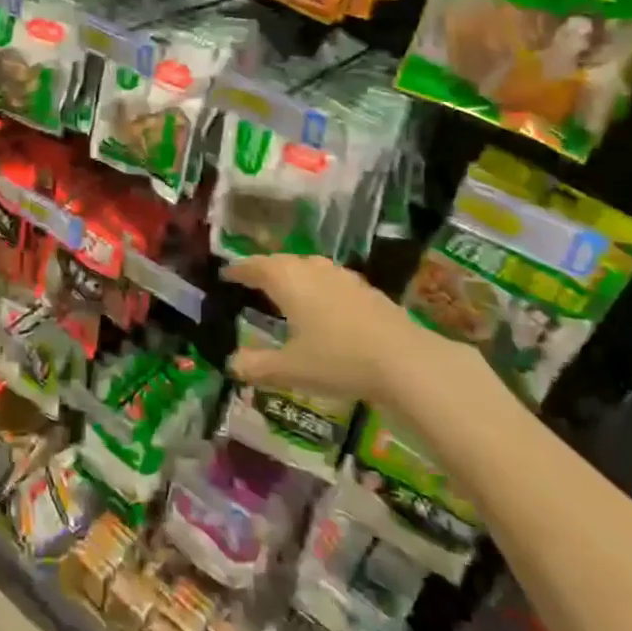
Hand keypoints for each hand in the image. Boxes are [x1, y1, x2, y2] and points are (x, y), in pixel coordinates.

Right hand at [224, 254, 473, 409]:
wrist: (405, 361)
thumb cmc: (338, 359)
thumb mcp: (291, 369)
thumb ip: (258, 366)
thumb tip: (232, 365)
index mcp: (287, 280)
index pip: (255, 267)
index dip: (238, 270)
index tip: (226, 274)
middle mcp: (312, 269)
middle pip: (282, 262)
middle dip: (265, 269)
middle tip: (253, 281)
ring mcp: (343, 277)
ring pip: (309, 267)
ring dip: (294, 275)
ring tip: (286, 290)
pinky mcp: (367, 290)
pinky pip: (331, 280)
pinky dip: (318, 287)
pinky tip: (323, 305)